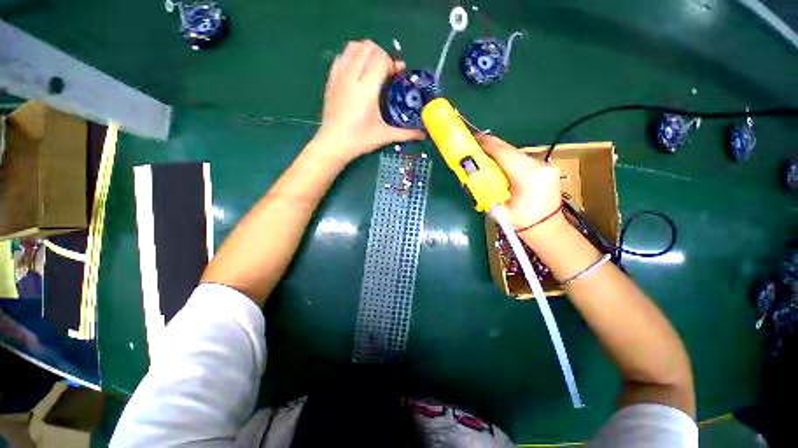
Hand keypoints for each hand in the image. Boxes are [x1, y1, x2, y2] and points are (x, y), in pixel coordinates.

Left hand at [315, 40, 424, 161]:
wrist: (334, 144)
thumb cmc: (360, 140)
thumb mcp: (385, 136)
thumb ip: (406, 133)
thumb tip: (423, 135)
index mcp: (367, 89)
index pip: (381, 59)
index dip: (392, 64)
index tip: (397, 76)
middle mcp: (352, 77)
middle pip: (368, 47)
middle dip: (381, 55)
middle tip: (386, 72)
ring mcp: (339, 77)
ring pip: (353, 47)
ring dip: (366, 52)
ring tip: (372, 69)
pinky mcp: (331, 80)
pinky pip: (341, 56)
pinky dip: (352, 57)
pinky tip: (357, 73)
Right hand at [476, 134, 563, 231]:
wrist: (548, 229)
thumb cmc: (521, 223)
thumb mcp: (497, 209)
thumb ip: (484, 191)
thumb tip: (471, 177)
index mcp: (528, 176)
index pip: (504, 153)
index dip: (486, 144)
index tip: (472, 138)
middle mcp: (540, 165)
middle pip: (510, 151)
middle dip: (491, 148)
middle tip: (474, 148)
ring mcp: (546, 165)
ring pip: (516, 154)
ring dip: (499, 155)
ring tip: (485, 158)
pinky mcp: (546, 168)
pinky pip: (522, 160)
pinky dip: (509, 161)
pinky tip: (500, 167)